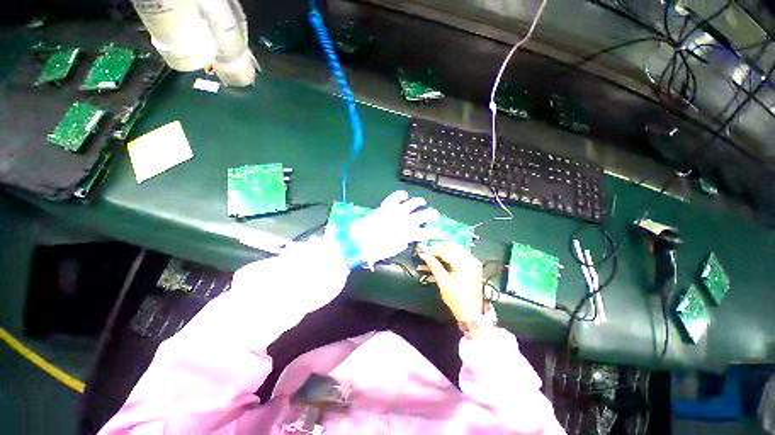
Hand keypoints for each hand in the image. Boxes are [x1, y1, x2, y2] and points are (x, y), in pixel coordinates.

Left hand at [340, 191, 443, 265]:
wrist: (362, 240)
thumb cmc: (378, 250)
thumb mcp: (395, 249)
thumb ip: (404, 241)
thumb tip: (407, 238)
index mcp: (410, 234)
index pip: (427, 233)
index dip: (435, 232)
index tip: (440, 232)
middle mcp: (408, 221)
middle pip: (426, 215)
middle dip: (433, 214)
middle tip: (435, 215)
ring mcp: (398, 211)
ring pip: (414, 202)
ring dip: (420, 202)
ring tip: (421, 202)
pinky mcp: (388, 205)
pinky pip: (397, 196)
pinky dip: (402, 195)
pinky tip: (404, 195)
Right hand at [417, 243, 483, 323]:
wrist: (472, 313)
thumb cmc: (456, 300)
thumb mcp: (443, 283)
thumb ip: (434, 266)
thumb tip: (424, 255)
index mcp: (464, 265)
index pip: (446, 251)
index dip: (433, 250)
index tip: (423, 251)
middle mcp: (471, 260)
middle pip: (452, 246)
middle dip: (439, 248)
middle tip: (428, 253)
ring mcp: (474, 261)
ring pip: (457, 248)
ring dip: (445, 249)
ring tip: (434, 255)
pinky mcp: (474, 265)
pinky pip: (461, 253)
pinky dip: (452, 253)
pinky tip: (444, 258)